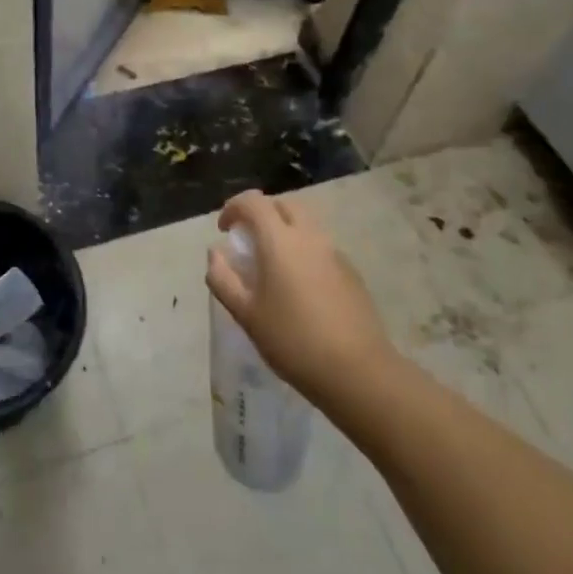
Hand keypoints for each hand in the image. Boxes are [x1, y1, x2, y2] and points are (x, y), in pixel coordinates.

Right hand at [207, 191, 400, 416]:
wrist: (357, 371)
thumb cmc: (292, 340)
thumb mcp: (246, 314)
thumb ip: (223, 279)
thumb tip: (215, 254)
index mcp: (280, 240)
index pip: (253, 202)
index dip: (233, 208)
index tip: (224, 230)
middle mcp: (309, 236)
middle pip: (283, 205)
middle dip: (261, 213)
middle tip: (248, 240)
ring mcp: (334, 253)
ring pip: (305, 224)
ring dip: (284, 230)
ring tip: (272, 265)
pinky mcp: (351, 272)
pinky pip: (320, 246)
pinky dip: (303, 250)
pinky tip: (299, 286)